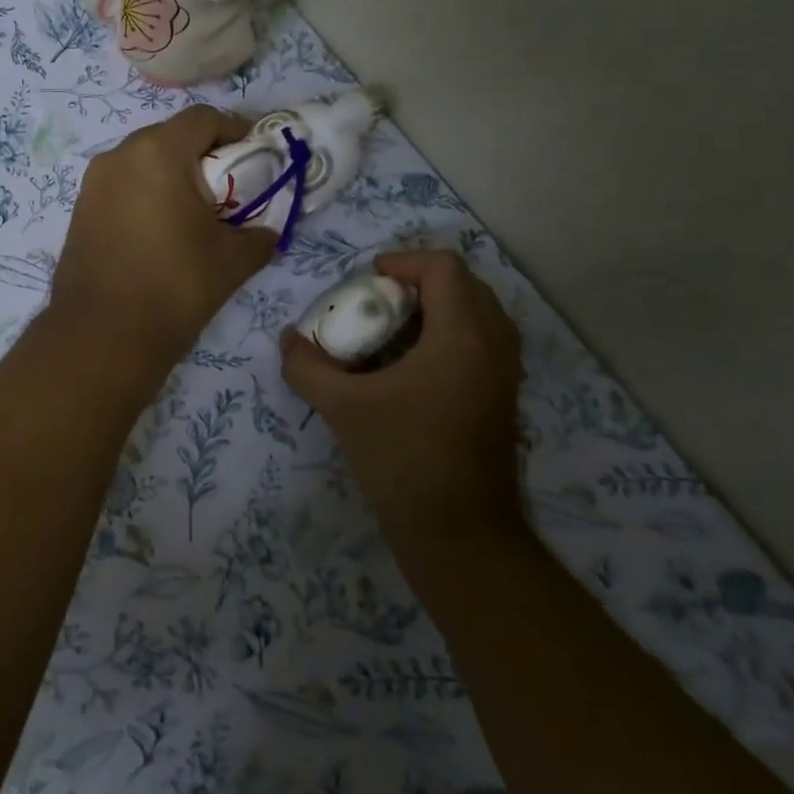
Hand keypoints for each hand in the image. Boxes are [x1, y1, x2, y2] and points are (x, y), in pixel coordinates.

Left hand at [51, 105, 275, 376]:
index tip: (257, 155)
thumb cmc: (174, 285)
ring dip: (173, 176)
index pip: (204, 119)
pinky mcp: (80, 210)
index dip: (236, 130)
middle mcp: (119, 155)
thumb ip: (259, 235)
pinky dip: (147, 195)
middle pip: (171, 137)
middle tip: (230, 187)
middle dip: (204, 155)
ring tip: (195, 213)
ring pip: (143, 162)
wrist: (102, 335)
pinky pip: (123, 187)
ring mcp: (93, 183)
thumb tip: (267, 233)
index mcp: (158, 152)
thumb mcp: (232, 260)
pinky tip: (161, 231)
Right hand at [282, 250, 523, 529]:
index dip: (402, 262)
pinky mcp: (503, 398)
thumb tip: (289, 340)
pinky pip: (481, 343)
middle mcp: (494, 345)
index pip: (443, 268)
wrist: (458, 532)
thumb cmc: (403, 458)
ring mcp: (505, 373)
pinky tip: (410, 369)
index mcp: (463, 336)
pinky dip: (448, 337)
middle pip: (463, 285)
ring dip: (435, 311)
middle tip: (377, 304)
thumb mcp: (342, 407)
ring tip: (391, 334)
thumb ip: (307, 366)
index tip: (366, 282)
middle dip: (417, 284)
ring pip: (476, 315)